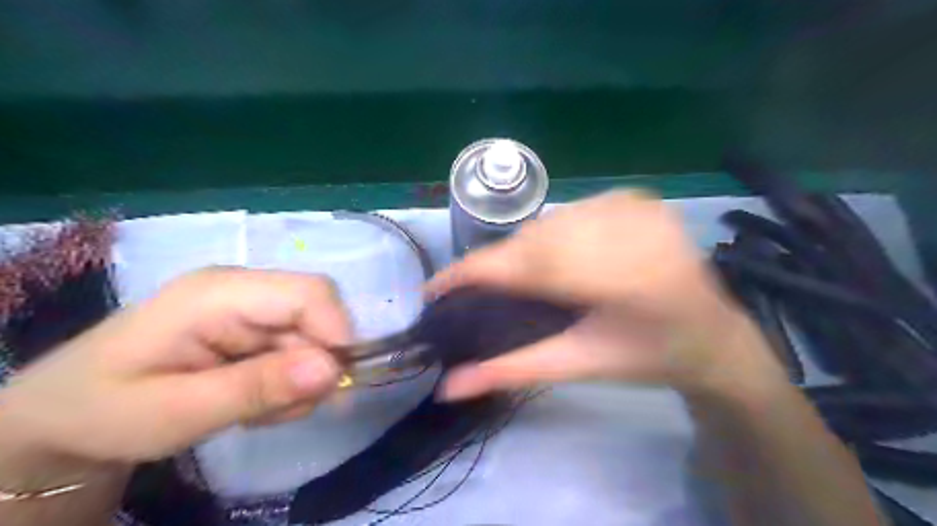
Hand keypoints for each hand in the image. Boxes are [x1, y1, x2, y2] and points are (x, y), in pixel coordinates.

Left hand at [0, 269, 348, 478]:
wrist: (64, 414)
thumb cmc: (105, 411)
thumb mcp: (177, 412)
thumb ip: (257, 388)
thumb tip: (333, 370)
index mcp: (219, 293)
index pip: (310, 293)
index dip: (337, 334)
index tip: (334, 386)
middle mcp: (242, 288)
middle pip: (317, 314)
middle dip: (315, 366)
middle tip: (284, 410)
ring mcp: (248, 306)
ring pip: (312, 335)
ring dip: (301, 379)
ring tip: (258, 411)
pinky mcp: (250, 324)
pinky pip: (297, 347)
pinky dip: (290, 380)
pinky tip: (256, 400)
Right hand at [428, 192, 783, 401]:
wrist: (712, 335)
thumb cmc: (646, 358)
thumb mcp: (577, 366)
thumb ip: (511, 371)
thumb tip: (448, 386)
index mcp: (614, 279)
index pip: (520, 265)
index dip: (469, 274)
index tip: (432, 290)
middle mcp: (623, 229)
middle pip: (531, 240)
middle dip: (499, 266)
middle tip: (483, 290)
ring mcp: (632, 205)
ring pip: (548, 222)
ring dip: (526, 250)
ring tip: (527, 278)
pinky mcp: (637, 197)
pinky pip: (573, 211)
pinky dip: (555, 233)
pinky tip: (563, 256)